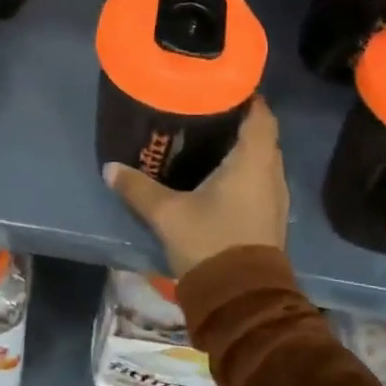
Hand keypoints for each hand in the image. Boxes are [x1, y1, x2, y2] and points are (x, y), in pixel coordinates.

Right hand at [105, 98, 287, 277]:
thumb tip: (110, 167)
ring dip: (242, 147)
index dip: (246, 97)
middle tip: (206, 110)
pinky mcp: (271, 217)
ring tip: (209, 138)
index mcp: (253, 160)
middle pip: (262, 134)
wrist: (242, 299)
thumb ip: (138, 188)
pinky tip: (218, 175)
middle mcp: (271, 172)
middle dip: (239, 120)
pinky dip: (244, 169)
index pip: (261, 114)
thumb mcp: (167, 214)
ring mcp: (275, 197)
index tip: (222, 86)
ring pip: (262, 159)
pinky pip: (260, 179)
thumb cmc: (210, 243)